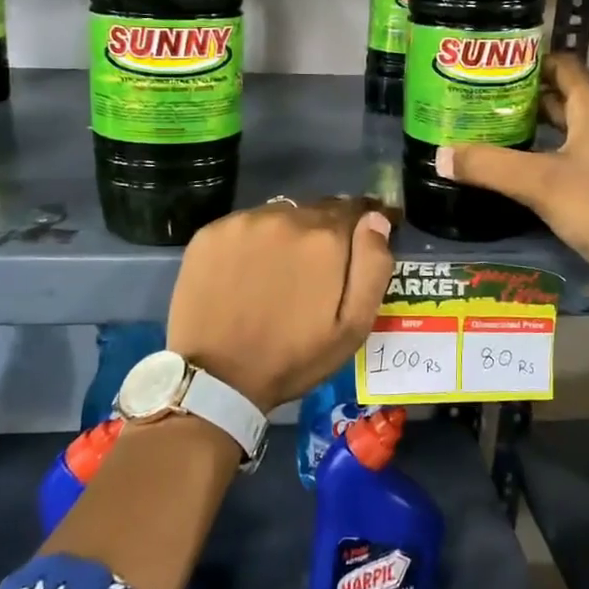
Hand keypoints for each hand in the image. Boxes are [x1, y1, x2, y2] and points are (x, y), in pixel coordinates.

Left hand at [167, 196, 394, 413]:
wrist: (216, 378)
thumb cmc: (293, 357)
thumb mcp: (353, 326)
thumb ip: (372, 267)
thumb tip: (376, 219)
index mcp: (325, 239)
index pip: (356, 209)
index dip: (363, 221)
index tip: (361, 238)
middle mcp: (286, 217)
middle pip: (317, 210)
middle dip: (324, 231)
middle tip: (317, 266)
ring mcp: (244, 222)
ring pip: (280, 215)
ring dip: (288, 233)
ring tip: (281, 269)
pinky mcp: (211, 232)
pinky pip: (244, 225)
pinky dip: (253, 240)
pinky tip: (246, 270)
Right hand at [435, 54, 588, 294]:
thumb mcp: (538, 181)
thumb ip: (489, 165)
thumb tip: (441, 154)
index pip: (566, 69)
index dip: (536, 59)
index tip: (498, 60)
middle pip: (560, 100)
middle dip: (524, 96)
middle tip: (482, 95)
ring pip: (560, 133)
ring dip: (530, 128)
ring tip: (489, 127)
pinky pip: (561, 161)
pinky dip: (537, 157)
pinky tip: (512, 168)